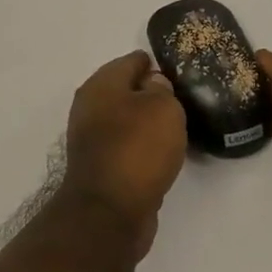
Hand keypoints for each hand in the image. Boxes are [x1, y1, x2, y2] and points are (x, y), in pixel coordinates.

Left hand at [59, 51, 188, 258]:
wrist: (109, 211)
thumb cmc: (137, 149)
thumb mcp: (162, 108)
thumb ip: (161, 90)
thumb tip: (152, 86)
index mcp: (100, 85)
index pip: (131, 61)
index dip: (155, 63)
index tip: (179, 70)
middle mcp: (90, 107)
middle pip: (125, 90)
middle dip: (150, 92)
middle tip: (181, 98)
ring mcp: (91, 138)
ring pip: (125, 119)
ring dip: (145, 121)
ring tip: (176, 125)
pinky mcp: (100, 166)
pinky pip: (126, 145)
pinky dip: (141, 145)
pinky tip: (161, 152)